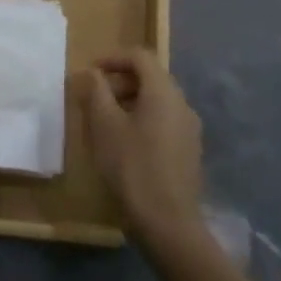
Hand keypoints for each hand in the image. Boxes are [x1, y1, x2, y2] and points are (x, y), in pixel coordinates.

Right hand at [77, 49, 203, 245]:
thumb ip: (96, 91)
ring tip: (106, 122)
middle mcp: (182, 104)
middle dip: (120, 81)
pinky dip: (143, 121)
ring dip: (130, 102)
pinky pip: (164, 122)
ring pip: (157, 102)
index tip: (91, 72)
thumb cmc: (132, 166)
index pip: (139, 57)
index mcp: (163, 92)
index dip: (112, 58)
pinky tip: (125, 145)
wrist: (168, 224)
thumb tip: (92, 73)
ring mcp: (189, 130)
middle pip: (150, 78)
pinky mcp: (190, 152)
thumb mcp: (104, 124)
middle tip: (95, 97)